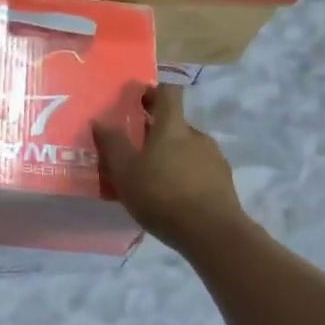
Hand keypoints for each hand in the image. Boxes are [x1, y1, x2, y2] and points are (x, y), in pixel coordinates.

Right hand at [91, 85, 246, 253]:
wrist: (213, 234)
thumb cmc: (162, 196)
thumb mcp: (125, 172)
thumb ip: (112, 144)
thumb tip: (100, 120)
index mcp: (173, 127)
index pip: (168, 92)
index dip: (153, 91)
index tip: (137, 101)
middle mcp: (197, 135)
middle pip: (176, 124)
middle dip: (157, 131)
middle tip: (137, 150)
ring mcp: (214, 158)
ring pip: (189, 148)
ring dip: (173, 156)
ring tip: (155, 179)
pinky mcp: (224, 181)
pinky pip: (200, 169)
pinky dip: (187, 175)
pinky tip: (176, 197)